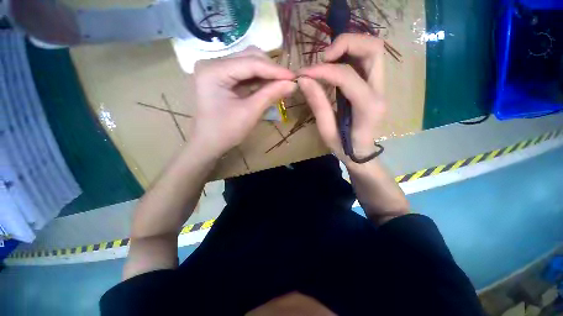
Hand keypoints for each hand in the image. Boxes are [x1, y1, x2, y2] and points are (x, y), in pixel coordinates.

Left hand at [190, 47, 296, 159]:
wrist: (208, 143)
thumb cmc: (226, 131)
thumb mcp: (250, 113)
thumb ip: (271, 94)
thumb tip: (293, 84)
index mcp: (214, 71)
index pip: (250, 63)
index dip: (275, 70)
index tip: (294, 77)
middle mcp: (212, 63)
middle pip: (249, 57)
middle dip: (271, 69)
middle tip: (288, 82)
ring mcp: (216, 69)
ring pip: (248, 63)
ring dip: (266, 73)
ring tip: (281, 84)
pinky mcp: (221, 77)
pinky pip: (244, 73)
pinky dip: (259, 79)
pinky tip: (270, 85)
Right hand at [298, 34, 385, 164]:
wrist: (362, 153)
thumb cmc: (344, 147)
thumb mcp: (327, 131)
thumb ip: (318, 104)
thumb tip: (304, 80)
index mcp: (368, 107)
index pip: (347, 76)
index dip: (323, 70)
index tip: (304, 73)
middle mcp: (380, 91)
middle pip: (373, 49)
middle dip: (346, 43)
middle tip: (323, 57)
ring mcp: (381, 86)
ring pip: (373, 49)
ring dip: (349, 46)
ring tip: (327, 59)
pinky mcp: (376, 85)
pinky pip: (367, 59)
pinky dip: (350, 54)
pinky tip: (335, 64)